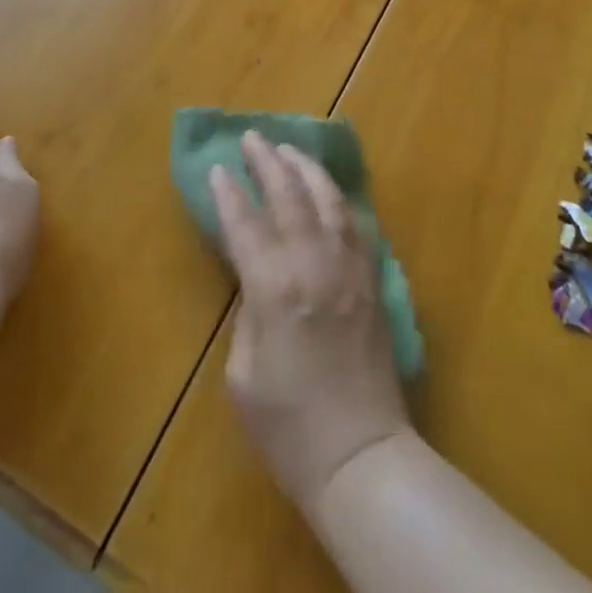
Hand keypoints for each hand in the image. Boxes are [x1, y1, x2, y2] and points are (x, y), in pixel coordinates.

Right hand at [210, 131, 413, 514]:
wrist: (360, 455)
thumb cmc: (289, 426)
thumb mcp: (243, 373)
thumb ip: (248, 312)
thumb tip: (256, 278)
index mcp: (275, 288)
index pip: (246, 224)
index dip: (230, 194)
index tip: (219, 168)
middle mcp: (314, 265)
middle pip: (289, 197)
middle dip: (268, 162)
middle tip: (253, 137)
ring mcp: (349, 268)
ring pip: (328, 199)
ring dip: (306, 169)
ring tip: (289, 149)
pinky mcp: (372, 279)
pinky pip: (356, 223)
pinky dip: (338, 198)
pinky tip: (328, 190)